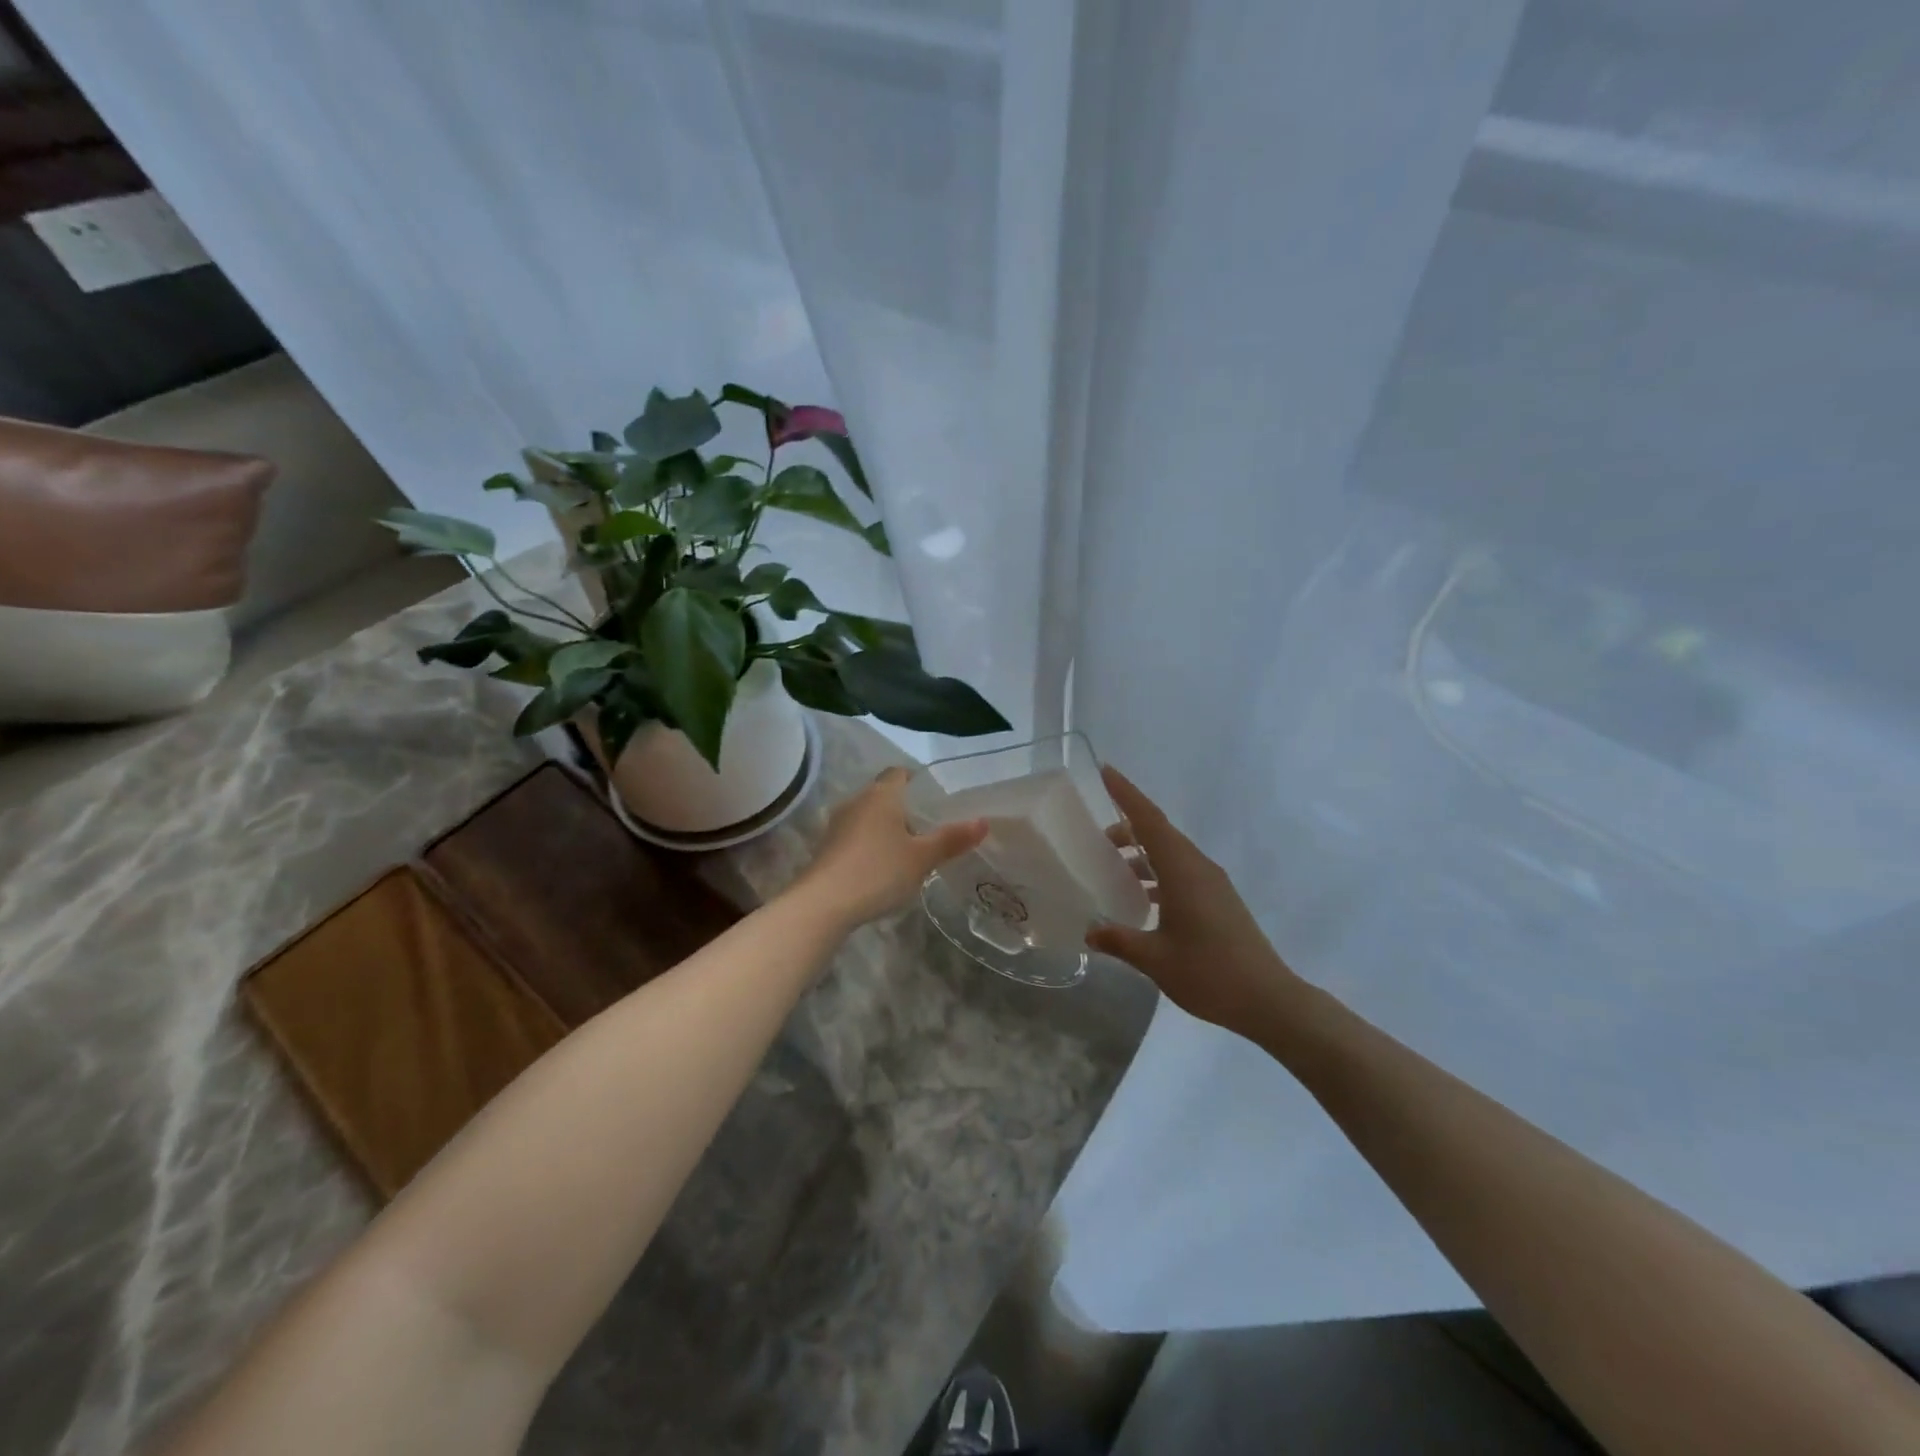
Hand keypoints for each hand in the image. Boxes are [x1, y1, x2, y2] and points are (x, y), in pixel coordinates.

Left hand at [790, 767, 987, 929]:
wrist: (823, 903)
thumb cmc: (878, 871)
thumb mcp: (922, 858)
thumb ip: (952, 839)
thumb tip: (983, 821)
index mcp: (881, 794)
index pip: (900, 773)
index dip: (918, 781)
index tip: (937, 798)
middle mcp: (857, 801)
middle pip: (884, 794)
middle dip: (906, 807)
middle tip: (931, 826)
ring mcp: (838, 824)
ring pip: (869, 816)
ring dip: (887, 827)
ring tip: (911, 848)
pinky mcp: (828, 847)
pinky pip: (856, 835)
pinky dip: (871, 843)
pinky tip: (884, 866)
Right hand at [1087, 766, 1299, 1039]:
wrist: (1270, 1000)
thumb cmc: (1210, 973)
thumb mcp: (1155, 959)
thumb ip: (1119, 940)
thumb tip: (1090, 931)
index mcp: (1183, 870)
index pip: (1149, 820)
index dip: (1126, 793)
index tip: (1105, 771)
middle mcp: (1199, 868)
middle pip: (1159, 833)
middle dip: (1127, 830)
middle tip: (1094, 841)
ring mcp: (1212, 884)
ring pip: (1170, 854)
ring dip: (1142, 856)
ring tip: (1111, 871)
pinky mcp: (1219, 901)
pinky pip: (1181, 873)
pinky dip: (1157, 874)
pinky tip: (1140, 900)